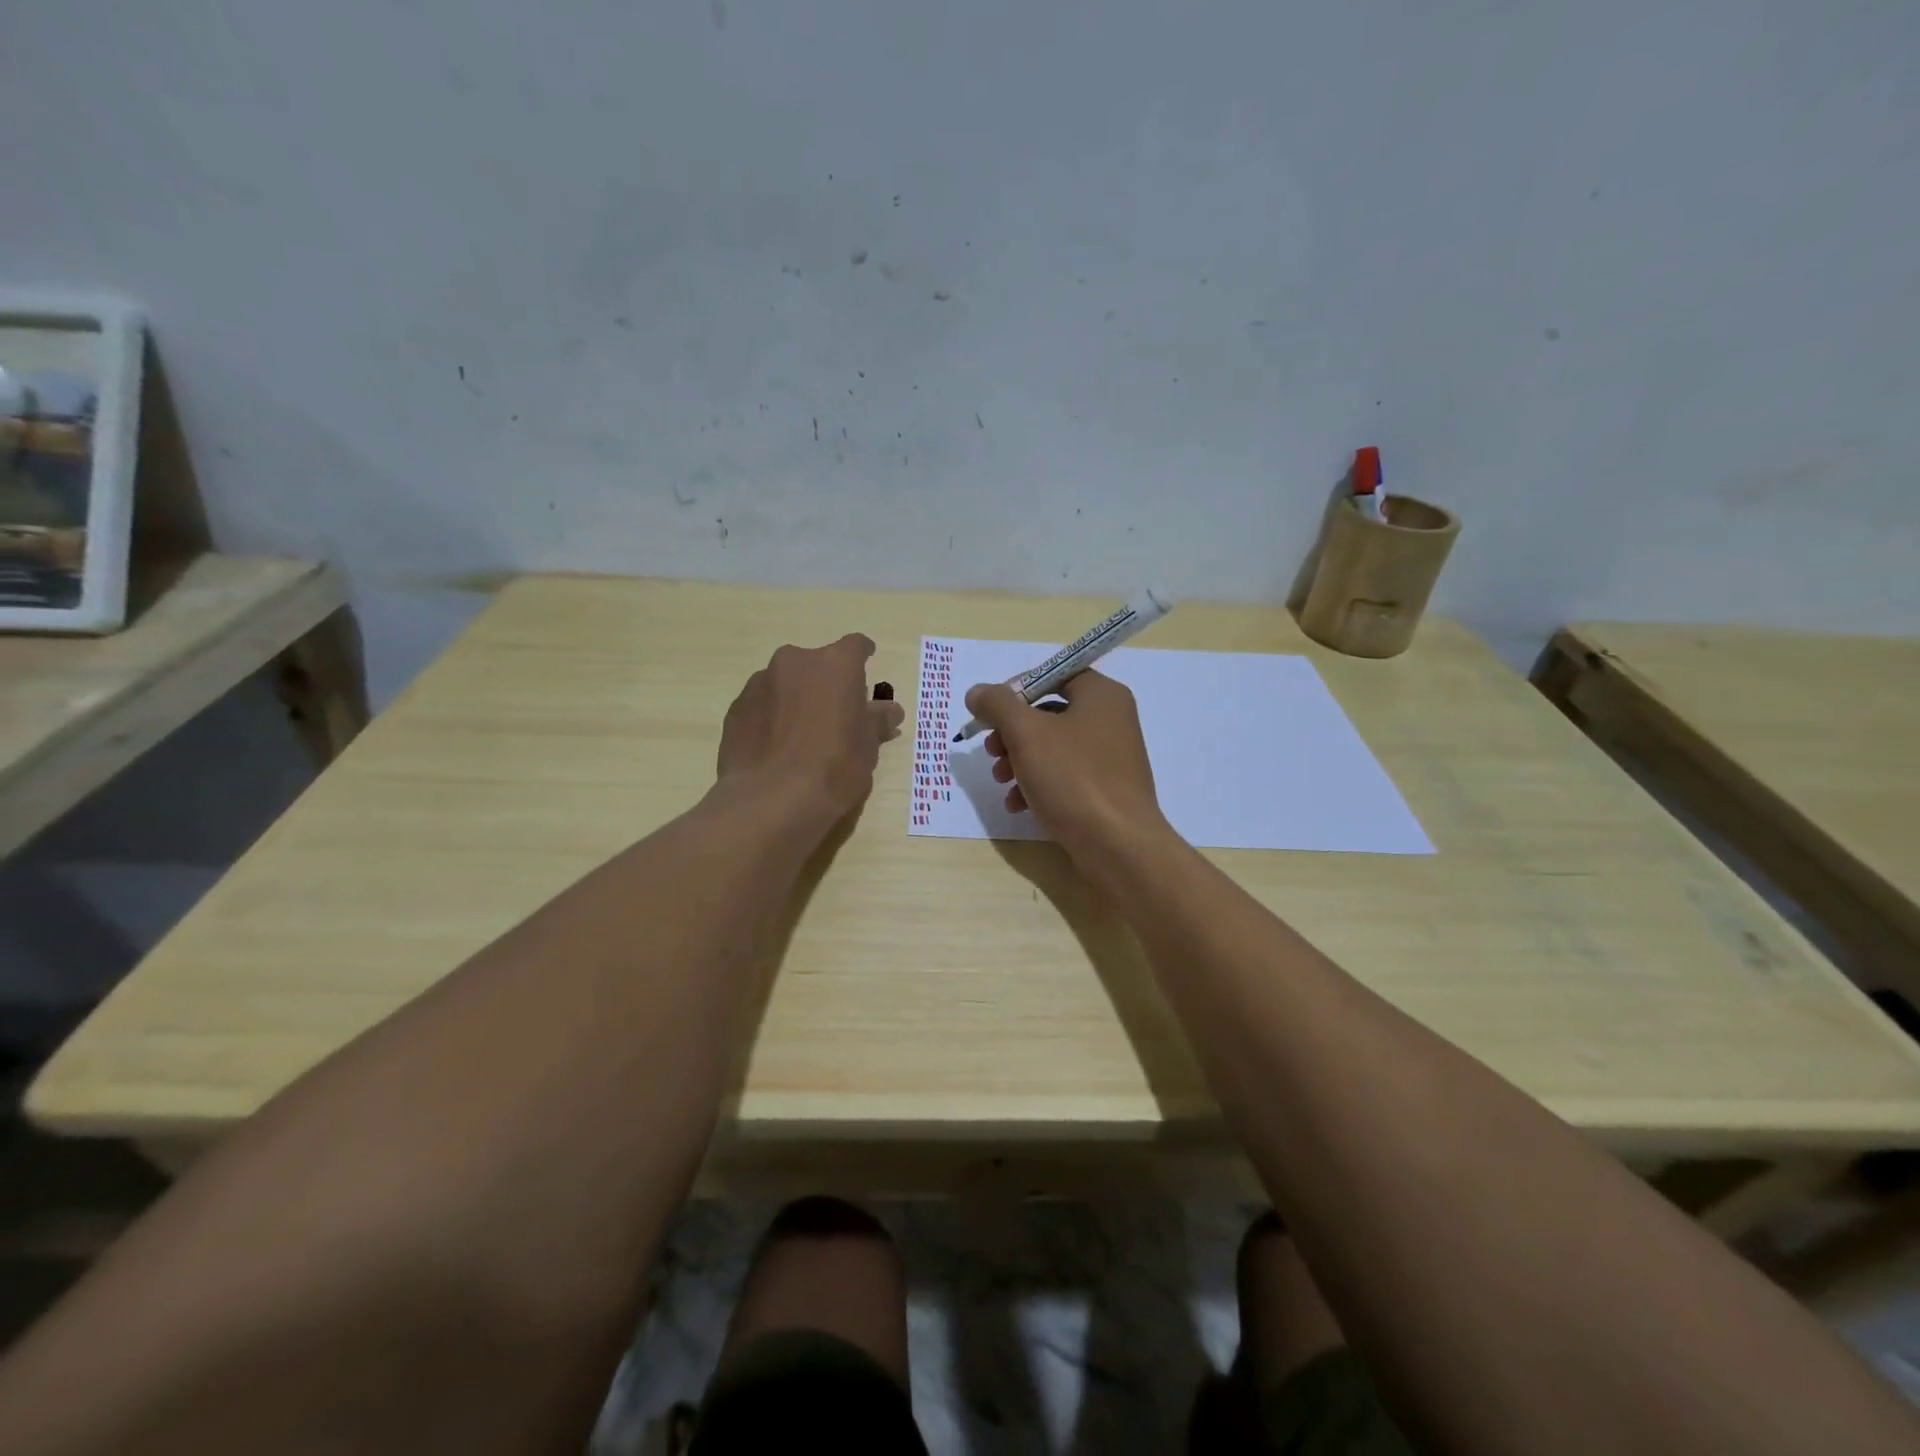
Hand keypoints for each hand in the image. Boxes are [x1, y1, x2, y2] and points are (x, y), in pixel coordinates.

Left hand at [718, 634, 904, 825]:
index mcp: (835, 664)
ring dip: (797, 698)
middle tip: (835, 714)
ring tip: (802, 736)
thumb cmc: (833, 767)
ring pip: (786, 683)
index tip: (866, 668)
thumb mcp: (868, 747)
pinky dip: (772, 717)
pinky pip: (762, 705)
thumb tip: (889, 710)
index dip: (863, 657)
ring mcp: (760, 683)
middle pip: (817, 664)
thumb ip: (877, 721)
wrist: (770, 800)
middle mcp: (794, 662)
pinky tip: (777, 748)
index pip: (855, 646)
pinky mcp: (736, 708)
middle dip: (827, 683)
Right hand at [964, 670, 1171, 879]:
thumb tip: (977, 692)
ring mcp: (1110, 757)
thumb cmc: (1073, 779)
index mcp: (1101, 695)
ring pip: (1052, 748)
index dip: (1016, 690)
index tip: (990, 713)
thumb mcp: (1027, 734)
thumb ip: (998, 705)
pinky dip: (1038, 784)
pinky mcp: (1105, 789)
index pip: (1052, 675)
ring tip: (1000, 782)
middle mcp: (1111, 719)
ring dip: (1019, 761)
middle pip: (1048, 713)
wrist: (1118, 846)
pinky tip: (1017, 805)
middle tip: (991, 752)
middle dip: (1012, 733)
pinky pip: (1064, 776)